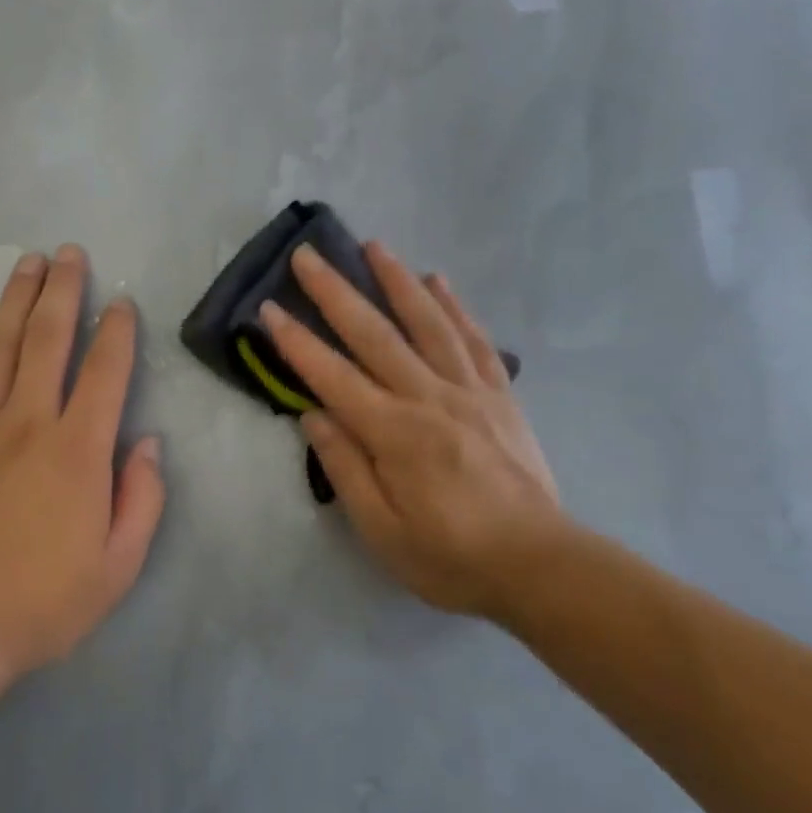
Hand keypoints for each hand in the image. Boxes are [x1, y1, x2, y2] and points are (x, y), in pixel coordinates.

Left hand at [0, 245, 164, 690]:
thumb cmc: (39, 603)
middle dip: (62, 291)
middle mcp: (27, 422)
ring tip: (27, 264)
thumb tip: (149, 444)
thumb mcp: (117, 567)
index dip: (116, 331)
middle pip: (46, 339)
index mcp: (77, 450)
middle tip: (69, 254)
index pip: (104, 372)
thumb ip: (142, 500)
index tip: (120, 303)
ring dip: (14, 299)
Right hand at [261, 241, 571, 618]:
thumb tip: (313, 415)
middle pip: (374, 334)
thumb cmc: (451, 558)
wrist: (541, 567)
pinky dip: (455, 306)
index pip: (333, 376)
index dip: (297, 341)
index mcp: (395, 433)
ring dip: (396, 280)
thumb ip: (346, 468)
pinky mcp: (500, 395)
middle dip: (335, 291)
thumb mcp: (382, 531)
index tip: (270, 308)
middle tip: (308, 254)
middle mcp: (430, 398)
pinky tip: (438, 281)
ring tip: (373, 246)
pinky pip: (474, 340)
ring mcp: (469, 391)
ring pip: (427, 323)